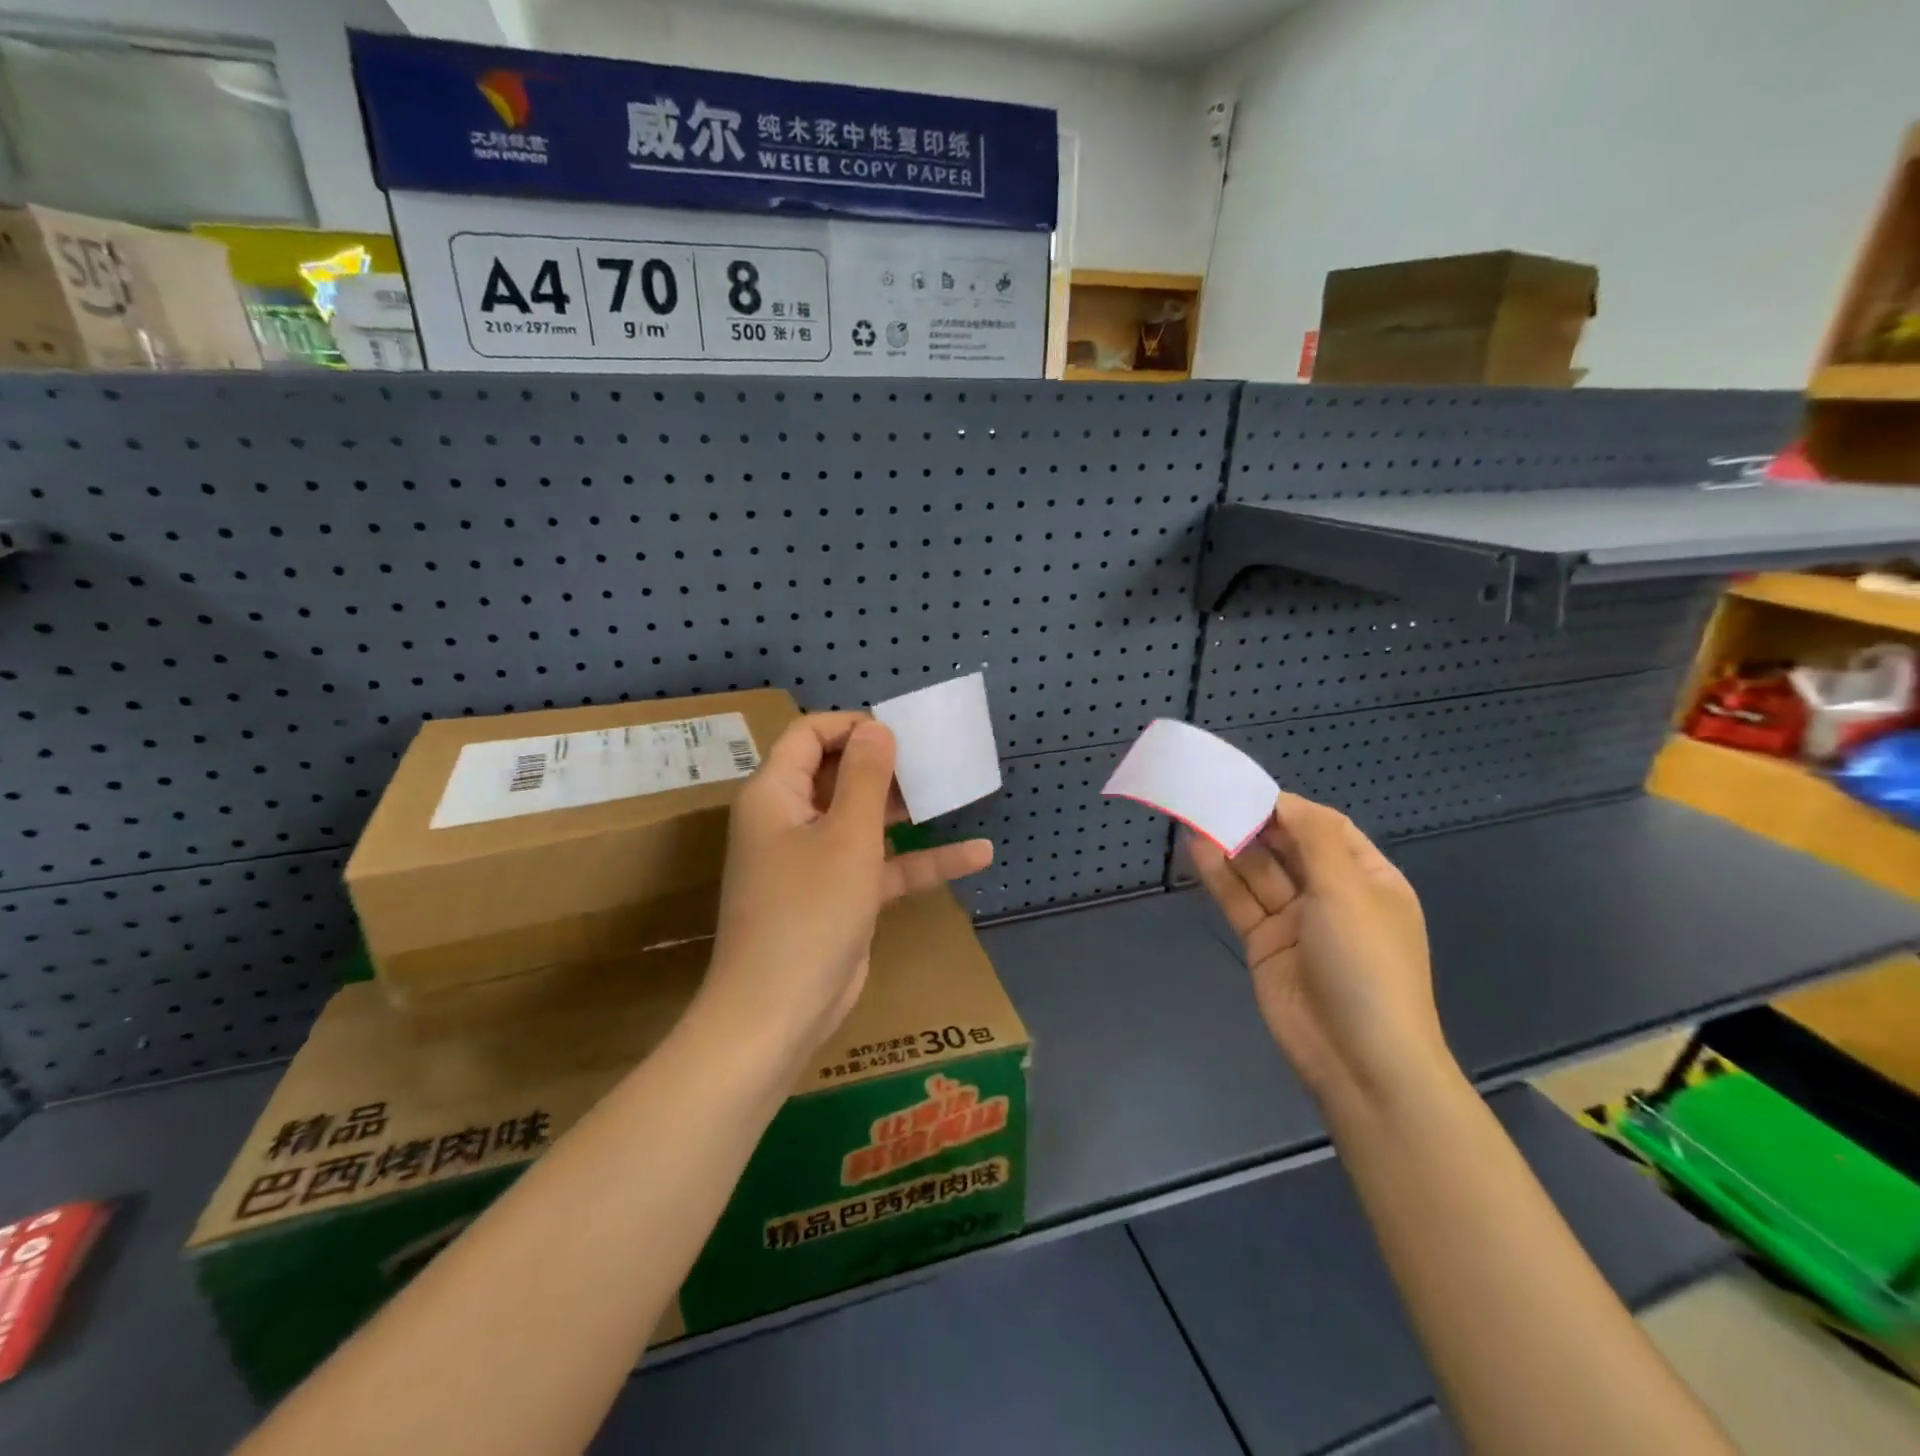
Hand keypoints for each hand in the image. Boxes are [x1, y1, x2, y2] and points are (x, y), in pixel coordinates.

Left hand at [699, 713, 993, 1069]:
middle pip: (839, 775)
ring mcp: (815, 861)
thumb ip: (865, 777)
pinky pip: (881, 866)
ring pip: (864, 820)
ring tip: (956, 791)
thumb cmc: (809, 911)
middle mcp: (791, 820)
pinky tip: (976, 854)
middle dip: (887, 765)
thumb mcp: (846, 837)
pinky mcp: (839, 896)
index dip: (853, 726)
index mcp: (776, 795)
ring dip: (907, 809)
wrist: (778, 1013)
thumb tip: (877, 728)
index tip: (900, 732)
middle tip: (935, 758)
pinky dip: (921, 859)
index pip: (809, 736)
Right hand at [1191, 793, 1448, 1109]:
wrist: (1359, 1059)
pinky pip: (1240, 901)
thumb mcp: (1348, 891)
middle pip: (1287, 848)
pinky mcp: (1264, 943)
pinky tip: (1198, 850)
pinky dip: (1220, 876)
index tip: (1248, 790)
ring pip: (1258, 873)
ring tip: (1197, 815)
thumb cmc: (1366, 964)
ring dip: (1232, 846)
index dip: (1289, 808)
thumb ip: (1313, 839)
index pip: (1325, 828)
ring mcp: (1295, 921)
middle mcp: (1332, 895)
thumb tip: (1283, 801)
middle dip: (1254, 824)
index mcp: (1368, 879)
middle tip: (1213, 799)